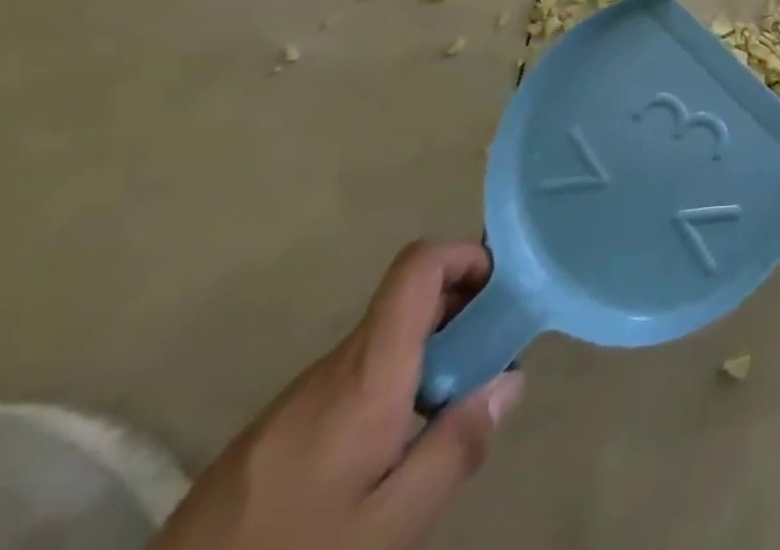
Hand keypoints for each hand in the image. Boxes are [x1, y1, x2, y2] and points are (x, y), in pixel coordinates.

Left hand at [152, 242, 522, 549]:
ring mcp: (295, 398)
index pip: (417, 266)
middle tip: (487, 366)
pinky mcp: (269, 433)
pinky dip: (385, 391)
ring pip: (380, 347)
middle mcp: (332, 366)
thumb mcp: (393, 524)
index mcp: (367, 371)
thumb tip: (510, 381)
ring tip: (439, 422)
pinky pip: (347, 384)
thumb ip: (457, 446)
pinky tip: (382, 457)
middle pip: (406, 304)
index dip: (465, 256)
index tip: (499, 291)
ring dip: (423, 359)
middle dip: (459, 316)